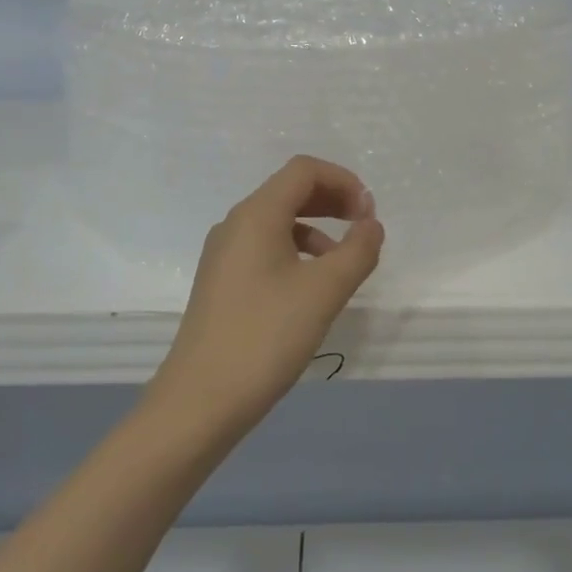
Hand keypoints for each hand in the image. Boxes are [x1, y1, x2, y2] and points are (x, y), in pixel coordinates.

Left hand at [148, 156, 384, 437]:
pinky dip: (296, 252)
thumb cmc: (266, 336)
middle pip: (289, 191)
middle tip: (364, 228)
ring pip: (277, 221)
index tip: (369, 214)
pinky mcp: (221, 282)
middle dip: (332, 201)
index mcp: (256, 214)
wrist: (200, 401)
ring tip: (343, 263)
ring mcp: (223, 254)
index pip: (304, 170)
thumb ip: (358, 250)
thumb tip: (371, 224)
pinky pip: (265, 248)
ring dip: (316, 228)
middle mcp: (235, 224)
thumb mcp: (324, 291)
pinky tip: (311, 288)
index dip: (343, 181)